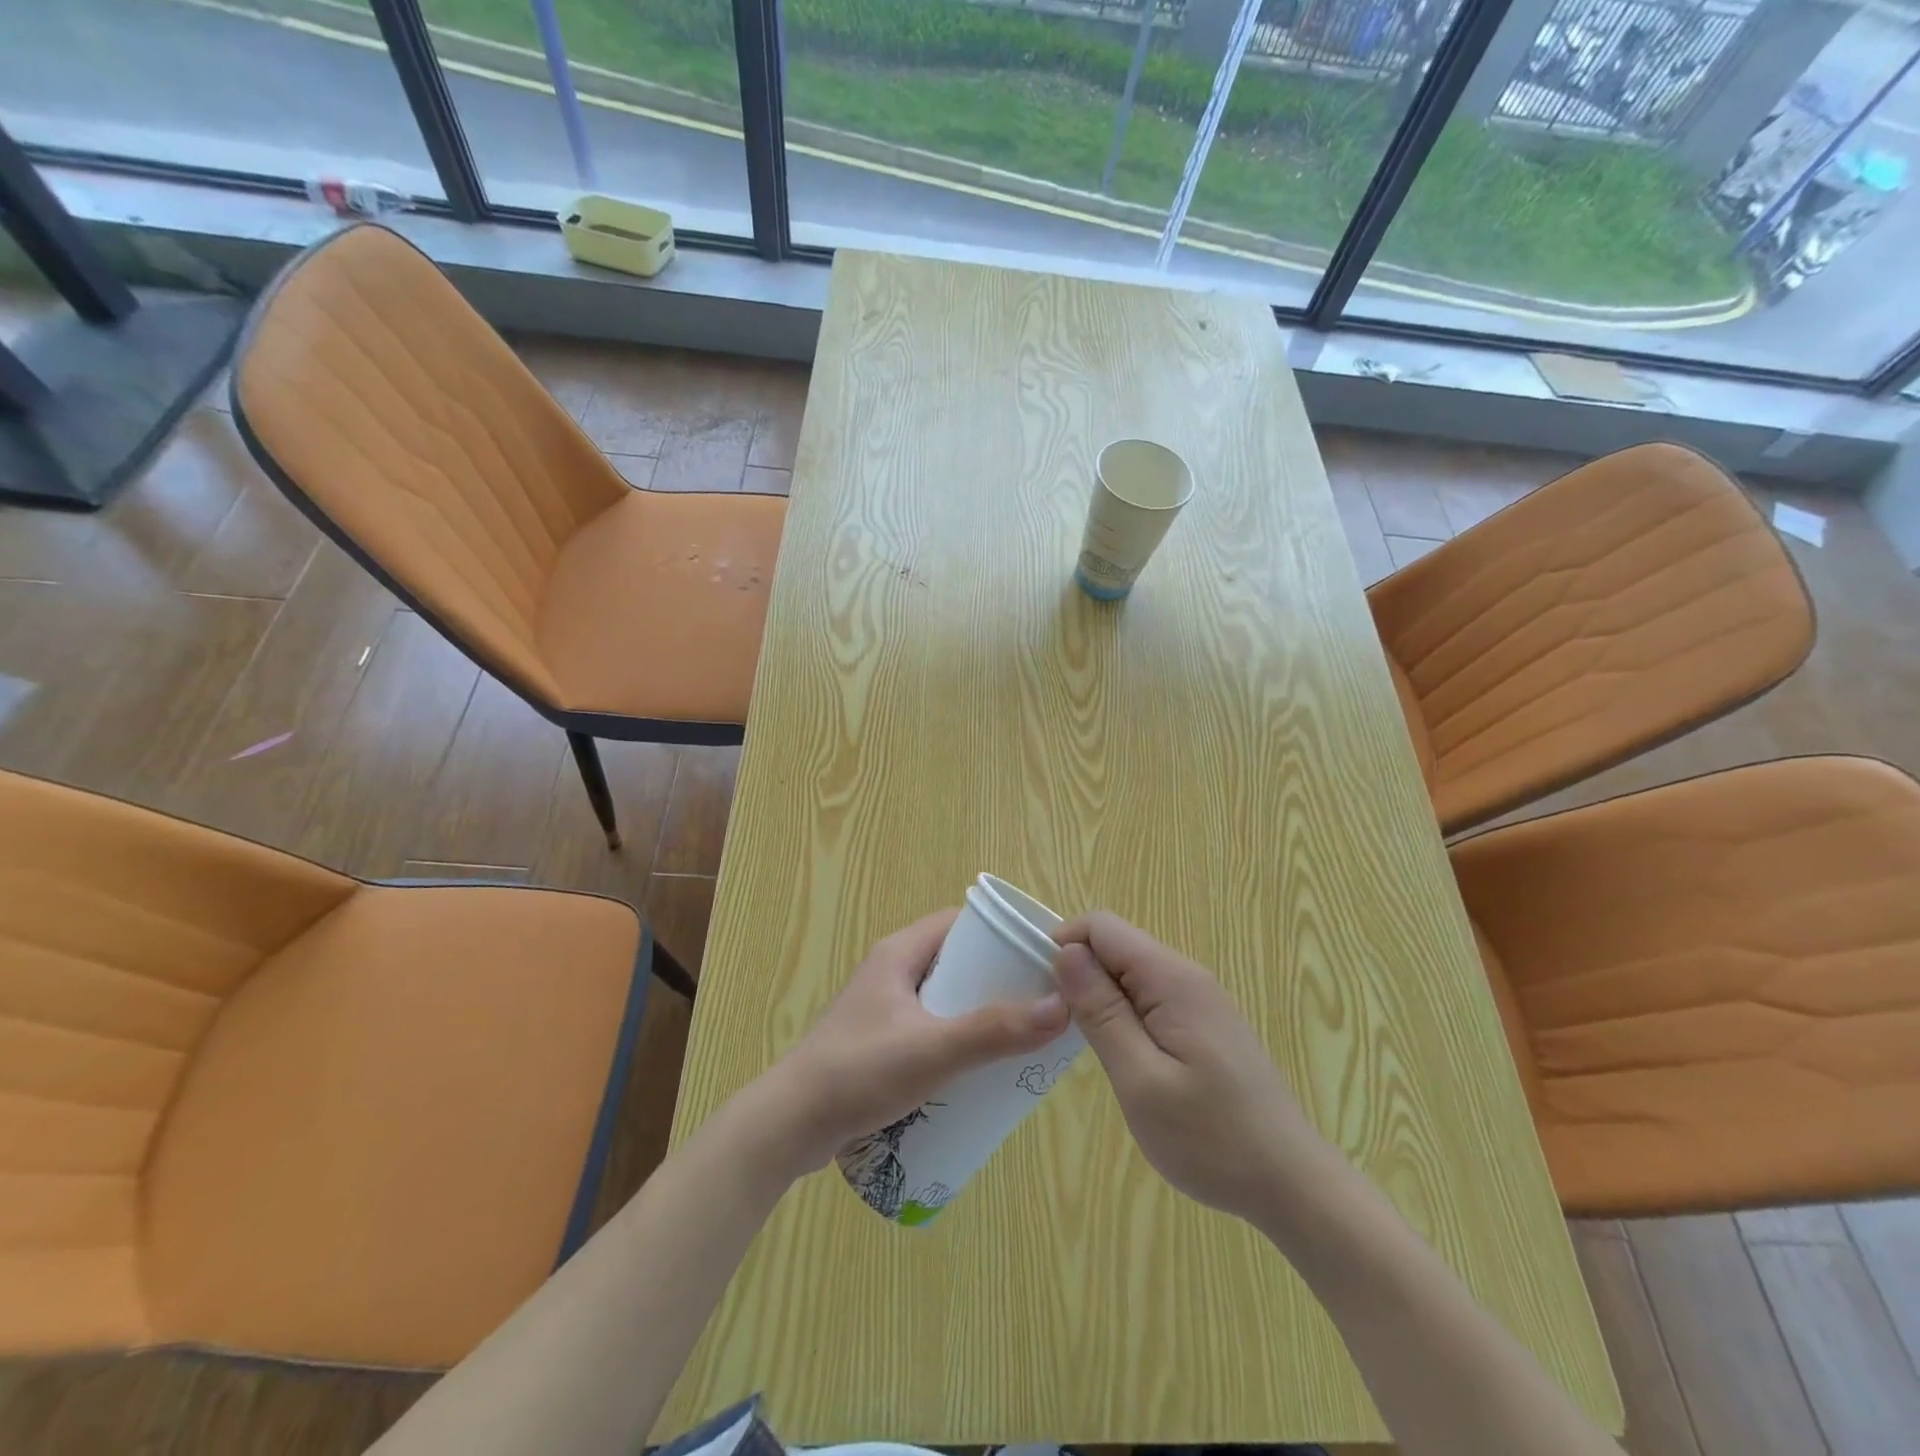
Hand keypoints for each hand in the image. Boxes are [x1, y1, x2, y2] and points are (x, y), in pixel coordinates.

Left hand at [762, 909, 1070, 1173]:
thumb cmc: (858, 1073)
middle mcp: (891, 972)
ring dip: (978, 1014)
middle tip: (1037, 1006)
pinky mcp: (880, 1043)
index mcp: (899, 953)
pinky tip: (979, 1070)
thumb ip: (993, 1031)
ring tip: (1018, 1039)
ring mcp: (884, 1009)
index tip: (1038, 958)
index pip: (959, 922)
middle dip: (996, 981)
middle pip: (956, 962)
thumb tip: (1061, 1007)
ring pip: (944, 999)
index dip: (999, 934)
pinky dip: (957, 1039)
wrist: (789, 1127)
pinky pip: (930, 1028)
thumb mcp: (931, 1050)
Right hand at [1052, 912, 1324, 1223]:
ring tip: (1083, 1045)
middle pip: (1116, 946)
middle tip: (1057, 1026)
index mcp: (1172, 979)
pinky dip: (1123, 1015)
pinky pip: (1150, 999)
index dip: (1064, 945)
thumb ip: (1101, 1012)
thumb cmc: (1211, 1138)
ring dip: (1099, 997)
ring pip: (1131, 974)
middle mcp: (1187, 977)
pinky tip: (1118, 1056)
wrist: (1291, 1185)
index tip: (1040, 990)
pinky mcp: (1203, 1025)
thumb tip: (1065, 953)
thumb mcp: (1141, 1079)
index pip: (1102, 927)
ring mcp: (1199, 1001)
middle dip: (1079, 973)